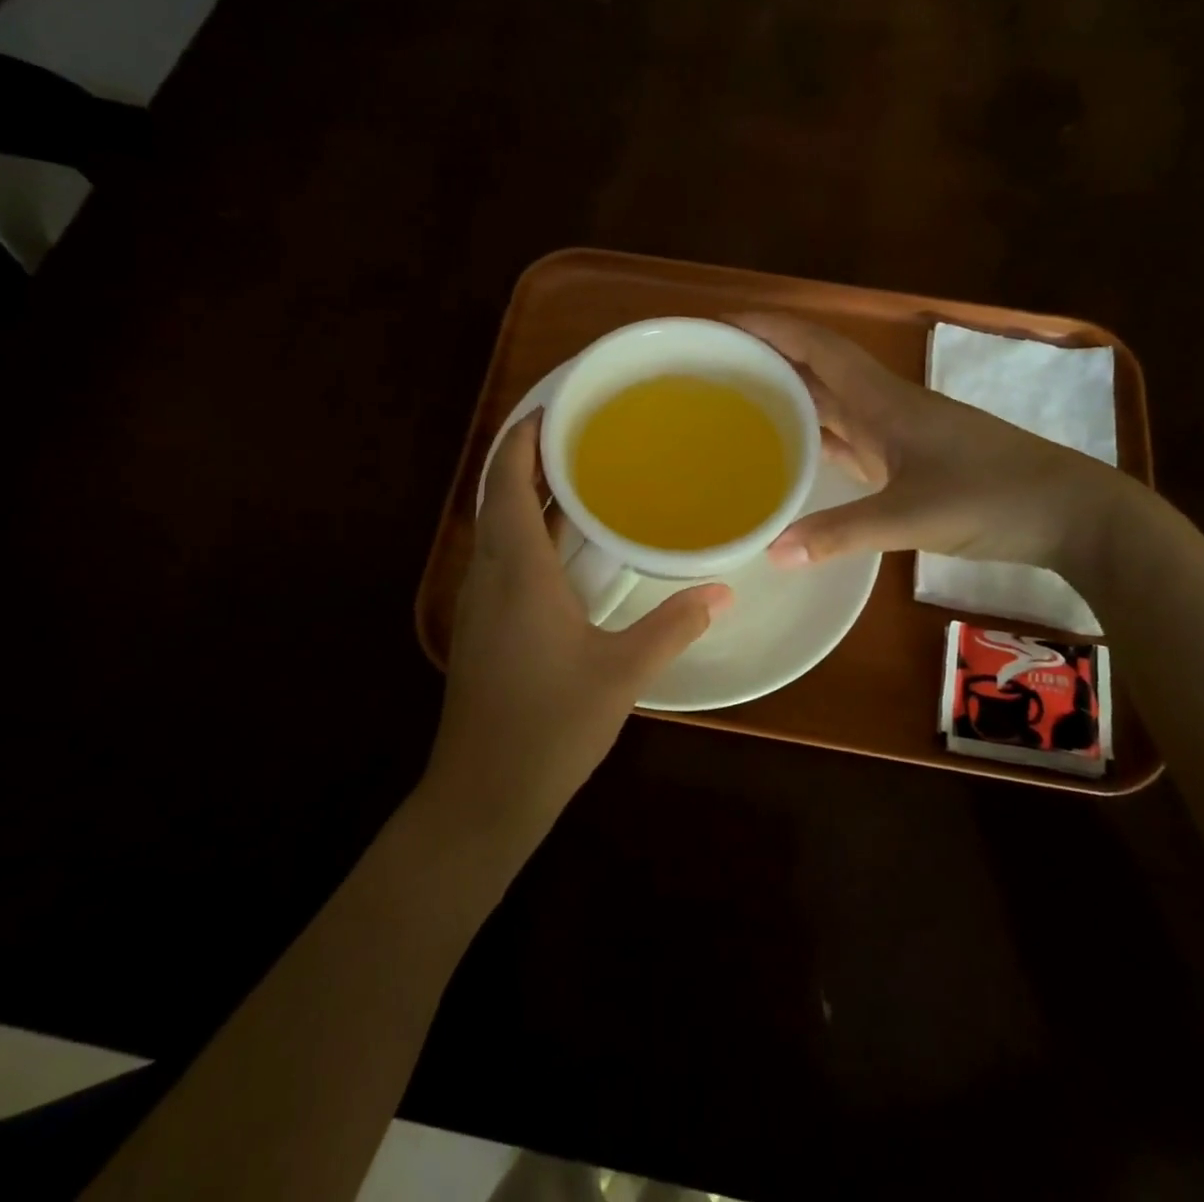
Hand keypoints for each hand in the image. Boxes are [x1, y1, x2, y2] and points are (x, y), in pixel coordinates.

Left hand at [425, 412, 731, 850]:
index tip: (553, 408)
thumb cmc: (550, 726)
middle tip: (580, 435)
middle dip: (529, 458)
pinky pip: (501, 558)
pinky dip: (527, 533)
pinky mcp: (482, 628)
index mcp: (517, 571)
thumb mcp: (622, 673)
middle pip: (498, 496)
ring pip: (497, 528)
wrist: (483, 795)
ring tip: (578, 478)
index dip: (521, 438)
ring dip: (527, 496)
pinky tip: (565, 548)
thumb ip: (674, 626)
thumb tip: (724, 591)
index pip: (506, 482)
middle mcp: (489, 575)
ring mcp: (479, 603)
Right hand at [729, 313, 1127, 575]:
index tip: (720, 324)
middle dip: (767, 359)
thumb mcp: (912, 516)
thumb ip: (841, 533)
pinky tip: (790, 451)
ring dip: (788, 396)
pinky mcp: (906, 460)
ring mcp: (897, 433)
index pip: (817, 347)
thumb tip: (772, 553)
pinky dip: (814, 436)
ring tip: (736, 405)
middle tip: (711, 370)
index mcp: (883, 400)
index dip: (770, 328)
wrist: (1070, 513)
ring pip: (831, 403)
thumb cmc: (993, 497)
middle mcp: (884, 407)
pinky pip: (847, 437)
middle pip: (816, 369)